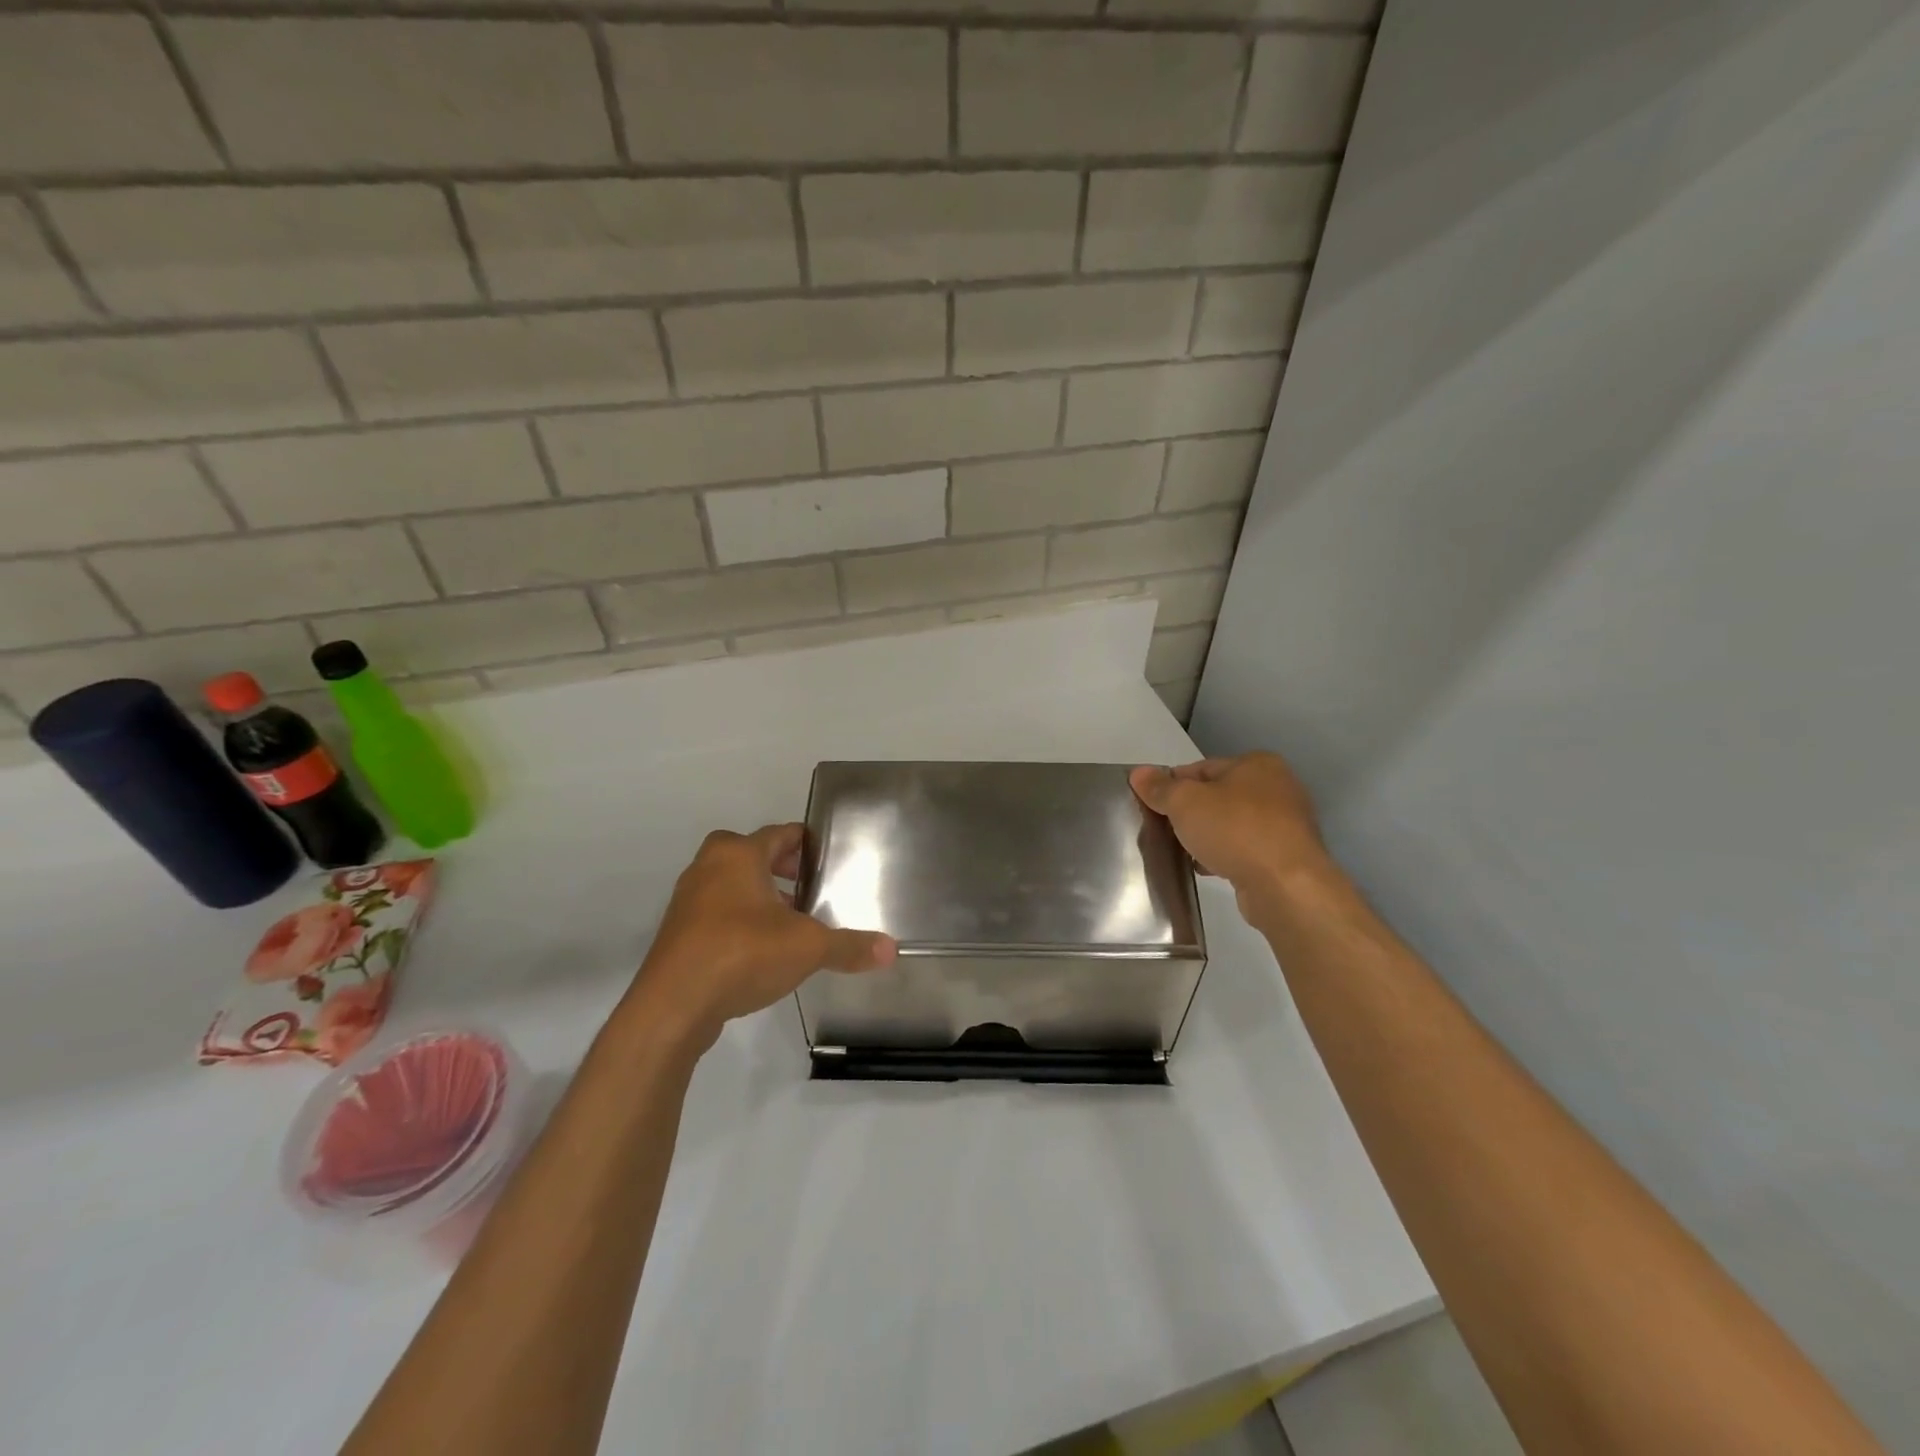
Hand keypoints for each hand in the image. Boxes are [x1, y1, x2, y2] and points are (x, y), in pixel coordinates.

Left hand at [626, 823, 895, 1050]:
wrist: (673, 1006)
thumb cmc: (742, 954)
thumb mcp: (807, 948)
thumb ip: (849, 946)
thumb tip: (891, 950)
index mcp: (738, 854)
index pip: (780, 834)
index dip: (807, 842)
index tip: (829, 855)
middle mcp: (708, 868)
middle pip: (752, 855)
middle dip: (782, 868)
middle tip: (812, 886)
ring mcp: (688, 901)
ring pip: (732, 885)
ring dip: (760, 896)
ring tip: (792, 920)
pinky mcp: (678, 934)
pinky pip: (717, 914)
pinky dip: (740, 921)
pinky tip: (762, 949)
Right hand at [1129, 753, 1337, 912]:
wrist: (1285, 885)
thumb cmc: (1235, 830)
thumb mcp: (1185, 802)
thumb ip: (1160, 788)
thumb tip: (1138, 774)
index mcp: (1257, 764)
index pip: (1201, 768)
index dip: (1172, 785)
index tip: (1152, 806)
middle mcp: (1277, 788)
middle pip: (1217, 796)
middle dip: (1189, 813)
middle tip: (1163, 831)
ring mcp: (1286, 824)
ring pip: (1231, 825)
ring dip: (1207, 836)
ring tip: (1182, 852)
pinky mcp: (1287, 857)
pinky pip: (1245, 850)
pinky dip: (1225, 856)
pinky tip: (1205, 869)